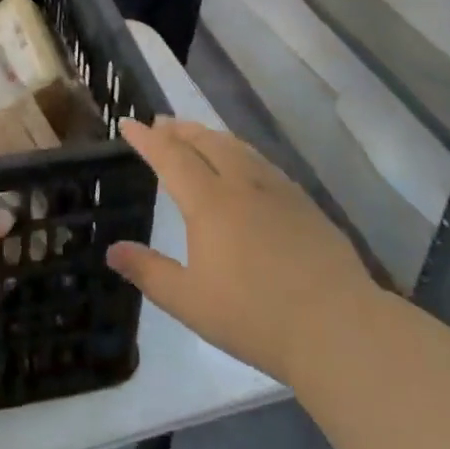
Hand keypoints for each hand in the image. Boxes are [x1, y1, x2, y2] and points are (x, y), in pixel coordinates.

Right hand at [105, 119, 377, 389]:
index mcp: (209, 202)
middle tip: (161, 122)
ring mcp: (277, 190)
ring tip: (198, 134)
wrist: (337, 326)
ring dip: (211, 135)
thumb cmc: (254, 317)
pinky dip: (241, 151)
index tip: (127, 122)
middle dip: (180, 129)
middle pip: (206, 142)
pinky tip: (246, 165)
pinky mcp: (304, 203)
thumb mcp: (189, 301)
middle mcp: (241, 184)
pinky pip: (263, 162)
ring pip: (238, 147)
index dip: (146, 139)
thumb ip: (149, 272)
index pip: (170, 156)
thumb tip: (112, 250)